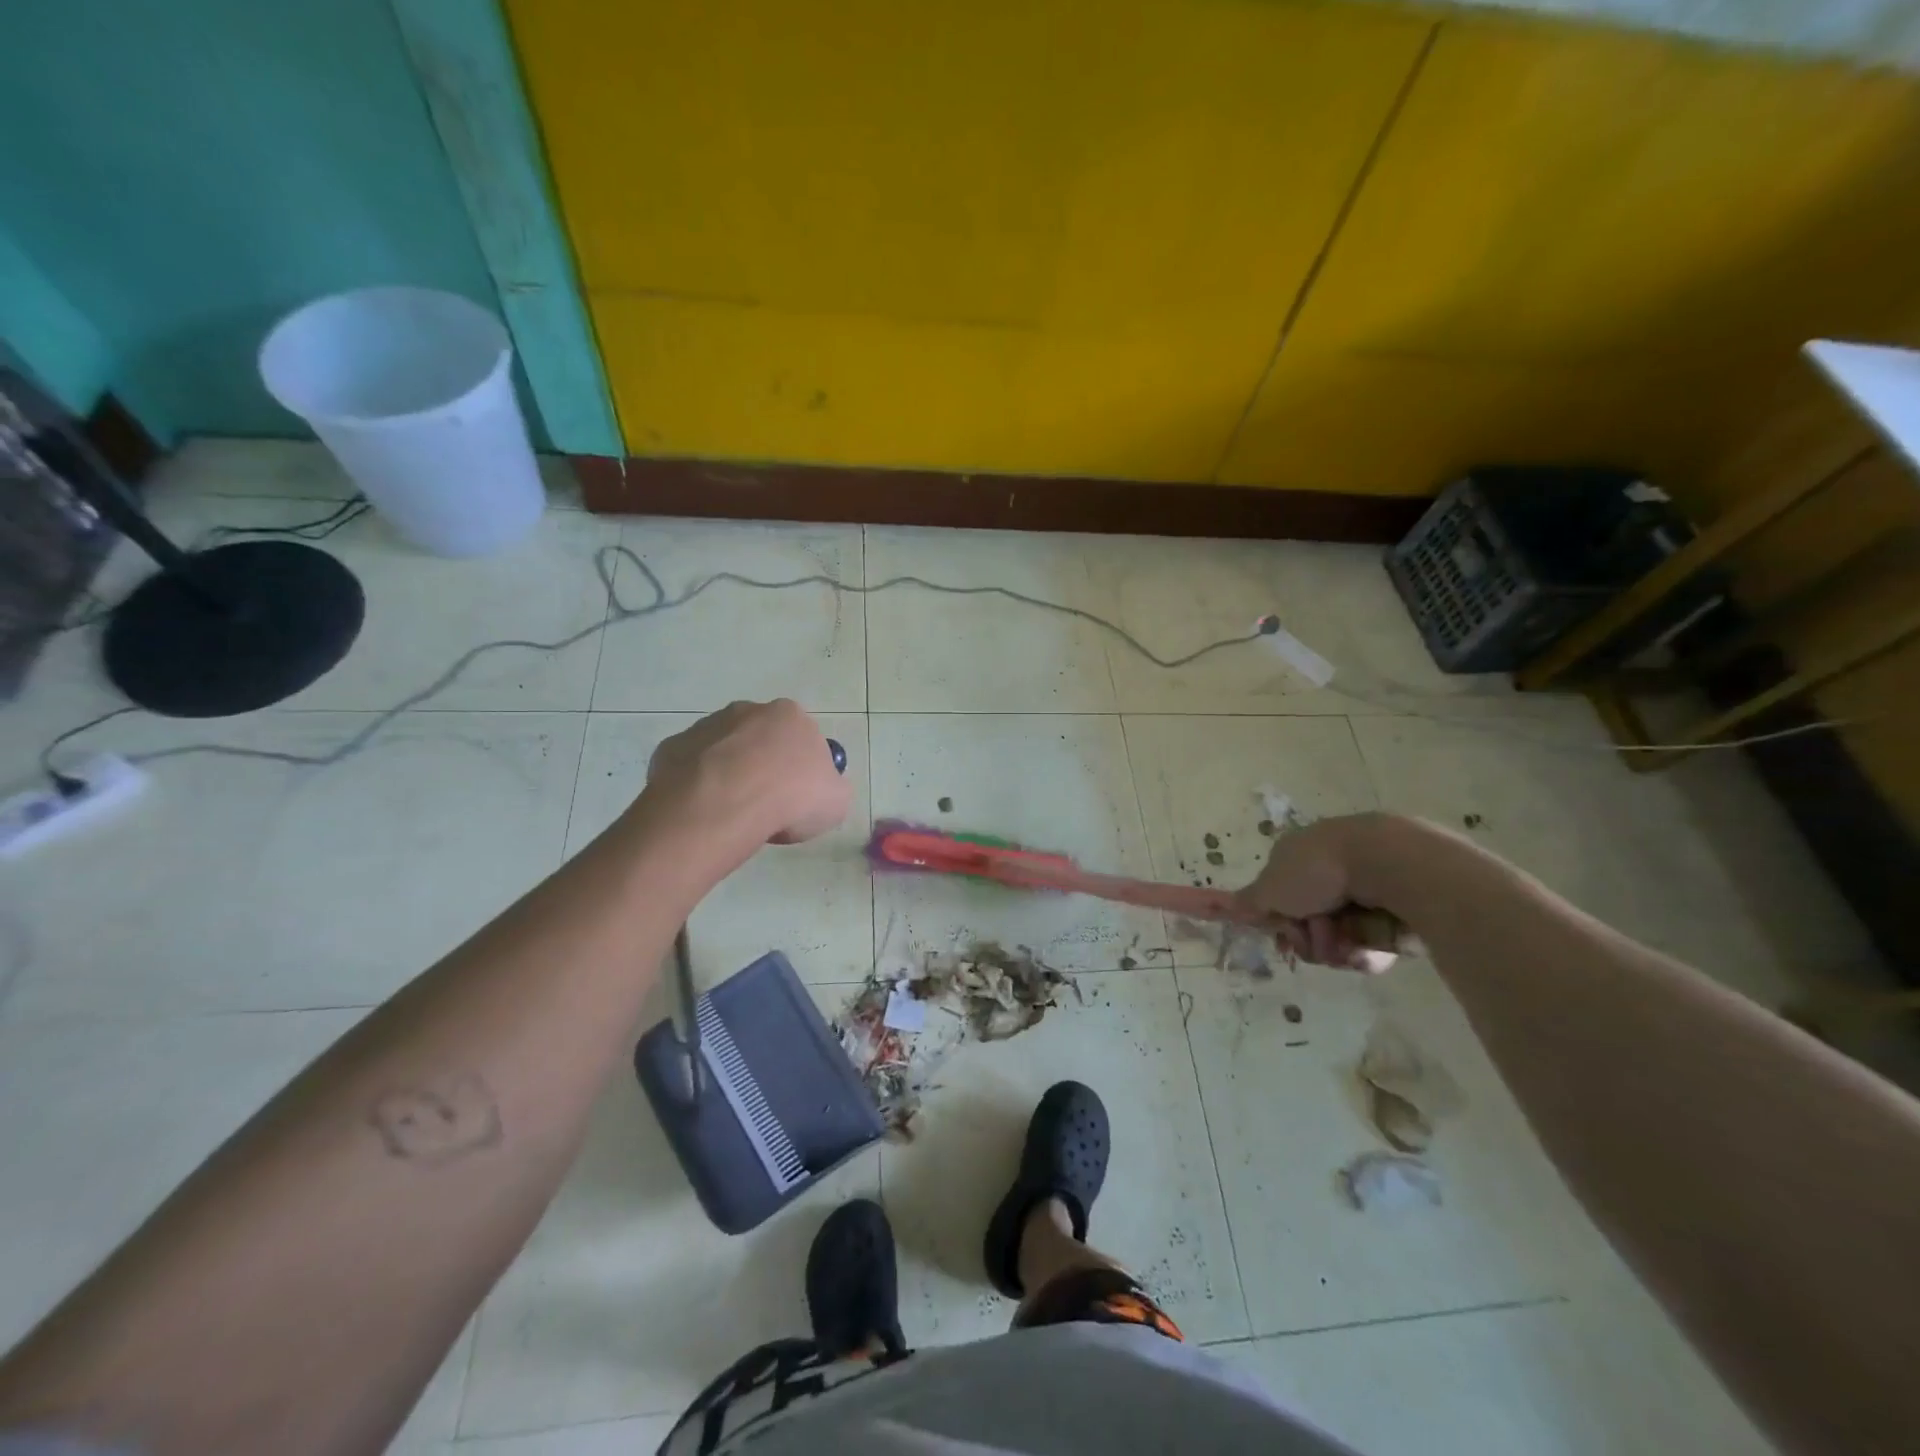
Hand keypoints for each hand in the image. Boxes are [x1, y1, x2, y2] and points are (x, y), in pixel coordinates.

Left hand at [644, 700, 851, 845]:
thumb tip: (820, 789)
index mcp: (790, 716)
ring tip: (731, 812)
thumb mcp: (836, 801)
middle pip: (758, 738)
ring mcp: (705, 726)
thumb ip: (830, 787)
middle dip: (761, 765)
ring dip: (728, 774)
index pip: (801, 738)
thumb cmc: (791, 798)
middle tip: (764, 804)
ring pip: (722, 750)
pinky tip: (704, 810)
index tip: (797, 798)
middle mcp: (747, 710)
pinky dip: (696, 785)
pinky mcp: (671, 747)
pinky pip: (689, 767)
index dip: (801, 769)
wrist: (725, 805)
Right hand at [1239, 815, 1398, 973]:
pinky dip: (1367, 952)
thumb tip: (1226, 905)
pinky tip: (1370, 946)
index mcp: (1299, 858)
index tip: (1282, 930)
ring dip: (1337, 948)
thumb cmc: (1317, 871)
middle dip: (1309, 937)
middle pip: (1308, 924)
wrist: (1386, 864)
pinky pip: (1372, 946)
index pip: (1280, 898)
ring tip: (1347, 941)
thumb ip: (1249, 902)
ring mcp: (1366, 892)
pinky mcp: (1397, 912)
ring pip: (1340, 940)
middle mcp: (1330, 873)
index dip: (1279, 919)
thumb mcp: (1270, 888)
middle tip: (1315, 933)